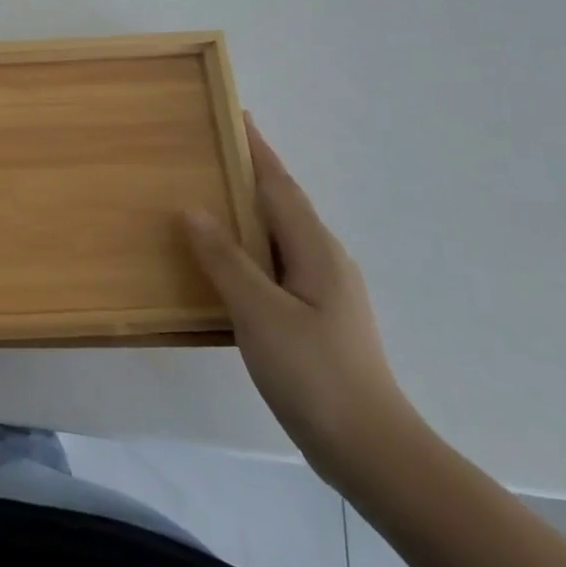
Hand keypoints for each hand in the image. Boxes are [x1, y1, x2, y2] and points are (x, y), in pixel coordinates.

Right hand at [184, 120, 419, 493]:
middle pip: (281, 204)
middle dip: (250, 174)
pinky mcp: (316, 317)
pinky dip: (249, 248)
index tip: (236, 115)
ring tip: (209, 197)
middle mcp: (324, 260)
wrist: (372, 451)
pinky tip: (227, 262)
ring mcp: (324, 291)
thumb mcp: (261, 312)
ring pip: (279, 236)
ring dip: (248, 212)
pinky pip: (276, 264)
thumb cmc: (315, 373)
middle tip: (208, 152)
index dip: (257, 150)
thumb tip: (194, 209)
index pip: (280, 185)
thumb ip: (226, 259)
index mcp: (315, 250)